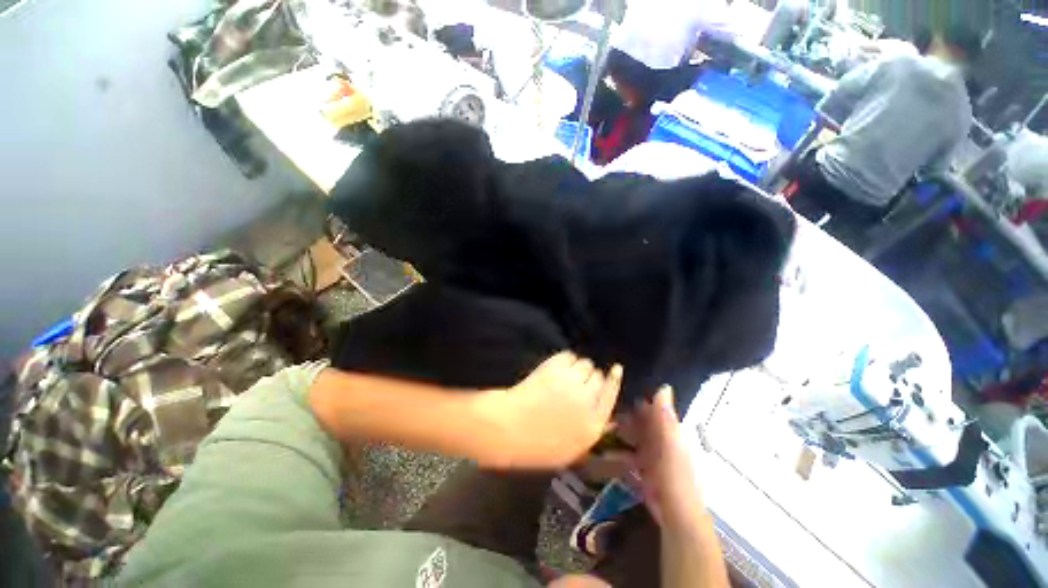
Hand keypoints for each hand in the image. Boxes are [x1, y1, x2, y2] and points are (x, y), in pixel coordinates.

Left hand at [477, 353, 621, 469]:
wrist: (508, 429)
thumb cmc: (537, 446)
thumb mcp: (571, 451)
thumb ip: (591, 431)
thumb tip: (607, 417)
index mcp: (593, 424)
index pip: (612, 394)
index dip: (614, 379)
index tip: (616, 368)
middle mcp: (587, 399)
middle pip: (599, 376)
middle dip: (591, 377)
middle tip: (577, 381)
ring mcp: (571, 381)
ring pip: (585, 363)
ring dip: (578, 367)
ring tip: (565, 375)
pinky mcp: (554, 368)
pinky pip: (568, 355)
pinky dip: (565, 360)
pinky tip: (556, 368)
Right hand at [614, 387, 705, 531]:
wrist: (676, 514)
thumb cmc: (674, 475)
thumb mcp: (670, 443)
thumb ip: (665, 417)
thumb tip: (664, 386)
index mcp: (668, 433)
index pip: (652, 412)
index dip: (637, 403)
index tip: (617, 395)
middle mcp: (659, 443)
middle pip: (640, 426)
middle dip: (623, 419)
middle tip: (602, 414)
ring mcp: (651, 459)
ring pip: (632, 441)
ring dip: (618, 437)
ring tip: (600, 432)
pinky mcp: (644, 473)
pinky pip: (628, 459)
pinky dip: (618, 457)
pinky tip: (604, 455)